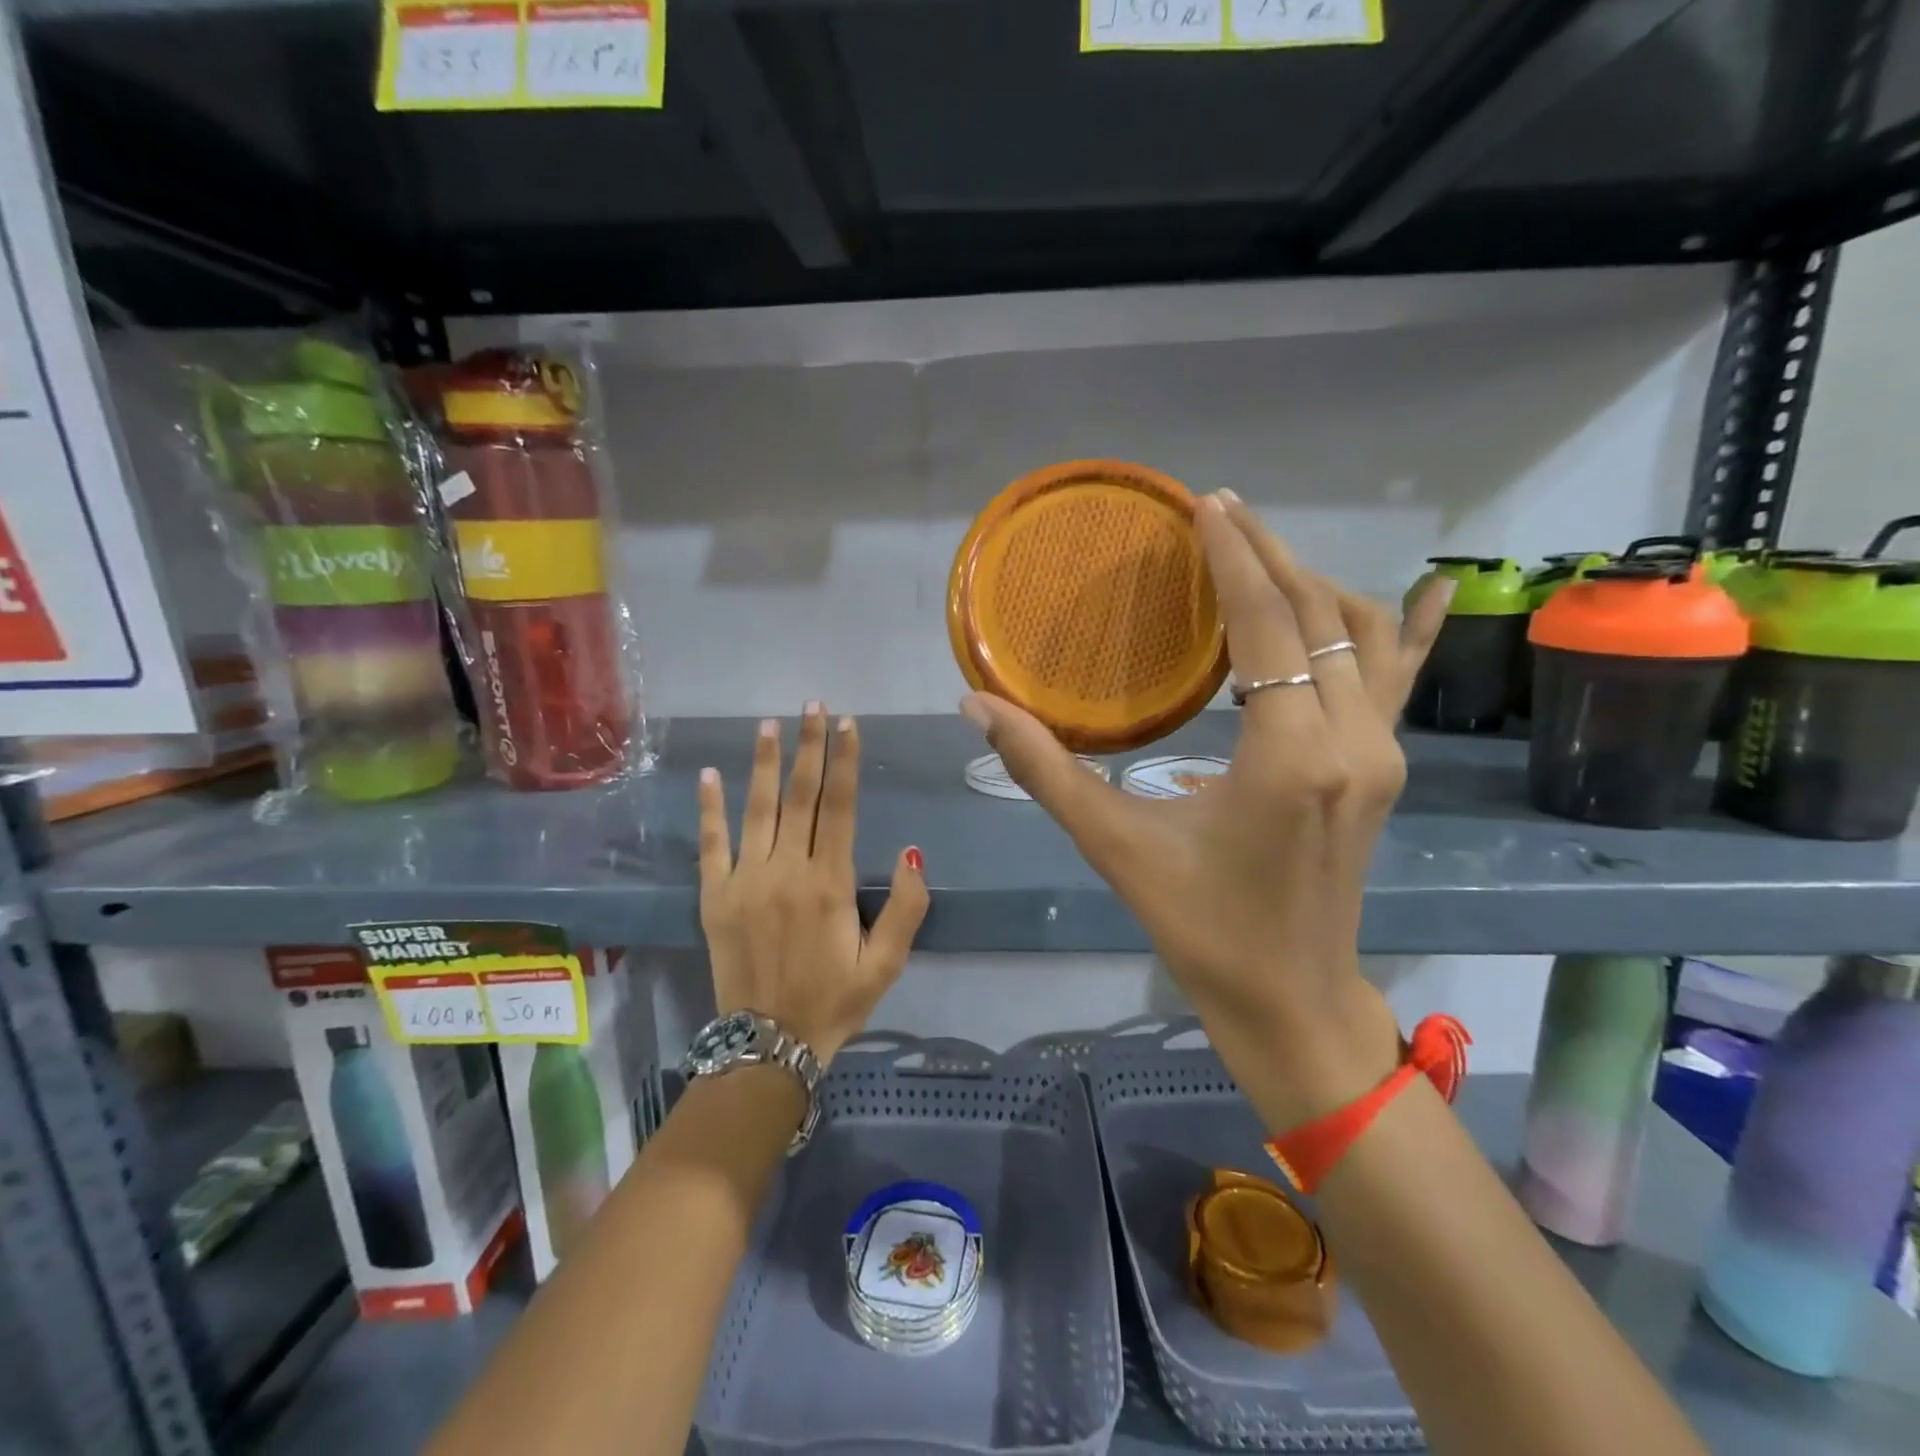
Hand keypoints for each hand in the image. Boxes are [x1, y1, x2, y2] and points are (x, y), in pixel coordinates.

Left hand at [698, 704, 928, 1065]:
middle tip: (813, 705)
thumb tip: (911, 849)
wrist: (767, 1046)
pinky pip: (711, 844)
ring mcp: (745, 880)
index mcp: (830, 883)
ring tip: (769, 724)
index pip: (841, 807)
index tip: (848, 724)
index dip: (845, 762)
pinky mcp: (714, 897)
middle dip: (809, 747)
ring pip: (758, 809)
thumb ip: (908, 906)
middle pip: (801, 796)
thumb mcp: (887, 963)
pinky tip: (709, 774)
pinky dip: (710, 808)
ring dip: (764, 763)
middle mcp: (787, 871)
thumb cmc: (835, 1001)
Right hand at [963, 492, 1453, 1128]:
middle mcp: (1352, 741)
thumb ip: (1045, 770)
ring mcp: (1382, 754)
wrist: (1291, 999)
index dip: (1236, 559)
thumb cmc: (1201, 928)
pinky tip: (1423, 587)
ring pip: (1363, 636)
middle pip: (1318, 615)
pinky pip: (1398, 678)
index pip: (1267, 626)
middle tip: (1220, 513)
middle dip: (1270, 555)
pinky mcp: (1386, 769)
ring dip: (1313, 584)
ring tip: (1262, 554)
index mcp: (1290, 756)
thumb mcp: (1115, 847)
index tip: (1205, 506)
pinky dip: (1401, 627)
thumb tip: (975, 706)